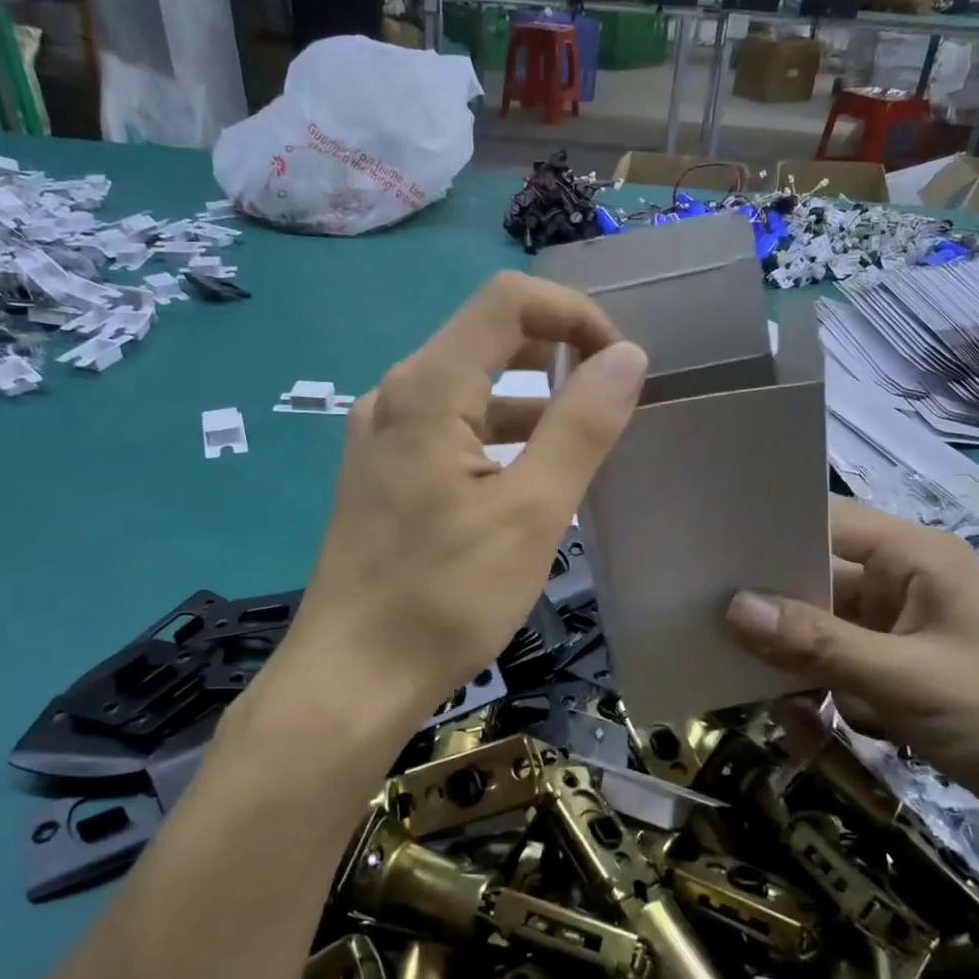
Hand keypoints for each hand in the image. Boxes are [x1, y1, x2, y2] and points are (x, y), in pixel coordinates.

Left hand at [295, 272, 647, 730]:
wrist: (351, 678)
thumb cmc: (445, 598)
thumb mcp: (532, 513)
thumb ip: (581, 426)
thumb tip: (627, 357)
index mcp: (427, 389)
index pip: (507, 300)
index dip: (574, 314)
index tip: (620, 364)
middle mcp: (395, 395)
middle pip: (485, 336)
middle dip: (556, 352)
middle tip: (610, 398)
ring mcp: (380, 435)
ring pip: (467, 385)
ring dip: (529, 398)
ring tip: (581, 441)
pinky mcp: (379, 473)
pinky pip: (447, 427)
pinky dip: (496, 433)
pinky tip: (526, 478)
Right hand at [724, 499, 978, 864]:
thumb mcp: (906, 680)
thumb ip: (817, 643)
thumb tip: (732, 608)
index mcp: (914, 559)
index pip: (825, 522)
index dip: (769, 536)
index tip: (710, 560)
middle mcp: (903, 586)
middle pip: (813, 585)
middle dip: (776, 624)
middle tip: (722, 648)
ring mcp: (900, 635)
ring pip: (819, 637)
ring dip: (799, 675)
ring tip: (791, 720)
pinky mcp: (900, 679)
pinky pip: (838, 676)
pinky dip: (824, 705)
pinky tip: (818, 740)